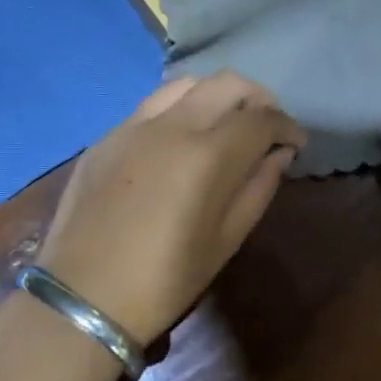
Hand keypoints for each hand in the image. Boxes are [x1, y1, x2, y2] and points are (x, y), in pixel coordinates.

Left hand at [37, 72, 305, 345]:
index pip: (261, 118)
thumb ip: (259, 187)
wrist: (83, 297)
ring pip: (186, 84)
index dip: (287, 126)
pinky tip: (179, 138)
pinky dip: (179, 108)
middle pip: (227, 84)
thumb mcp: (226, 240)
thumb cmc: (166, 279)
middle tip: (265, 127)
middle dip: (257, 99)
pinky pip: (152, 105)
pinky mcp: (106, 136)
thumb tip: (278, 154)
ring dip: (216, 95)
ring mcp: (133, 125)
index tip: (296, 143)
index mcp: (207, 155)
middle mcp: (172, 125)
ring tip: (224, 124)